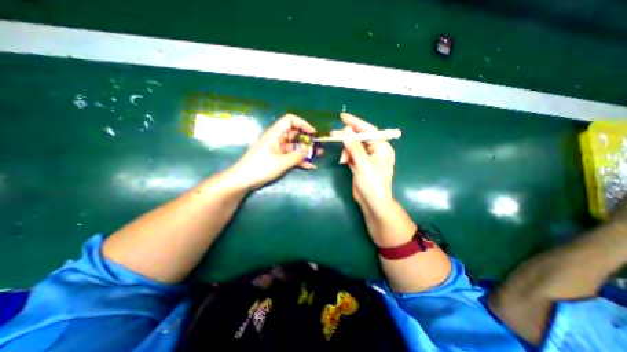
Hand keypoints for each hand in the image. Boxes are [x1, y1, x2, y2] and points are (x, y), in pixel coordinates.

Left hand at [229, 114, 322, 189]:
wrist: (244, 180)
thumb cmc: (261, 168)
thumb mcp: (281, 162)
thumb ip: (297, 156)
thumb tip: (309, 151)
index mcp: (275, 134)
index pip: (290, 120)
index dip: (303, 124)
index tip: (313, 133)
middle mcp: (277, 139)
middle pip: (295, 134)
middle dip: (307, 139)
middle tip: (319, 145)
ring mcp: (278, 149)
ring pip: (294, 146)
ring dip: (306, 150)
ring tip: (318, 155)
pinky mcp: (277, 158)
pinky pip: (291, 156)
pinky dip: (300, 160)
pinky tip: (310, 166)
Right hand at [335, 113, 392, 214]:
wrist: (372, 202)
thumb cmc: (372, 183)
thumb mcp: (363, 163)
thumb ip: (354, 147)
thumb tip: (346, 131)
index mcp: (381, 147)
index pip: (368, 130)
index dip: (355, 122)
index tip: (343, 117)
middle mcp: (375, 150)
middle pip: (359, 138)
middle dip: (347, 137)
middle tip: (333, 134)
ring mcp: (366, 158)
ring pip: (353, 147)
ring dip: (346, 151)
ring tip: (343, 160)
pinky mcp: (359, 164)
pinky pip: (351, 155)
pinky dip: (346, 157)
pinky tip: (344, 162)